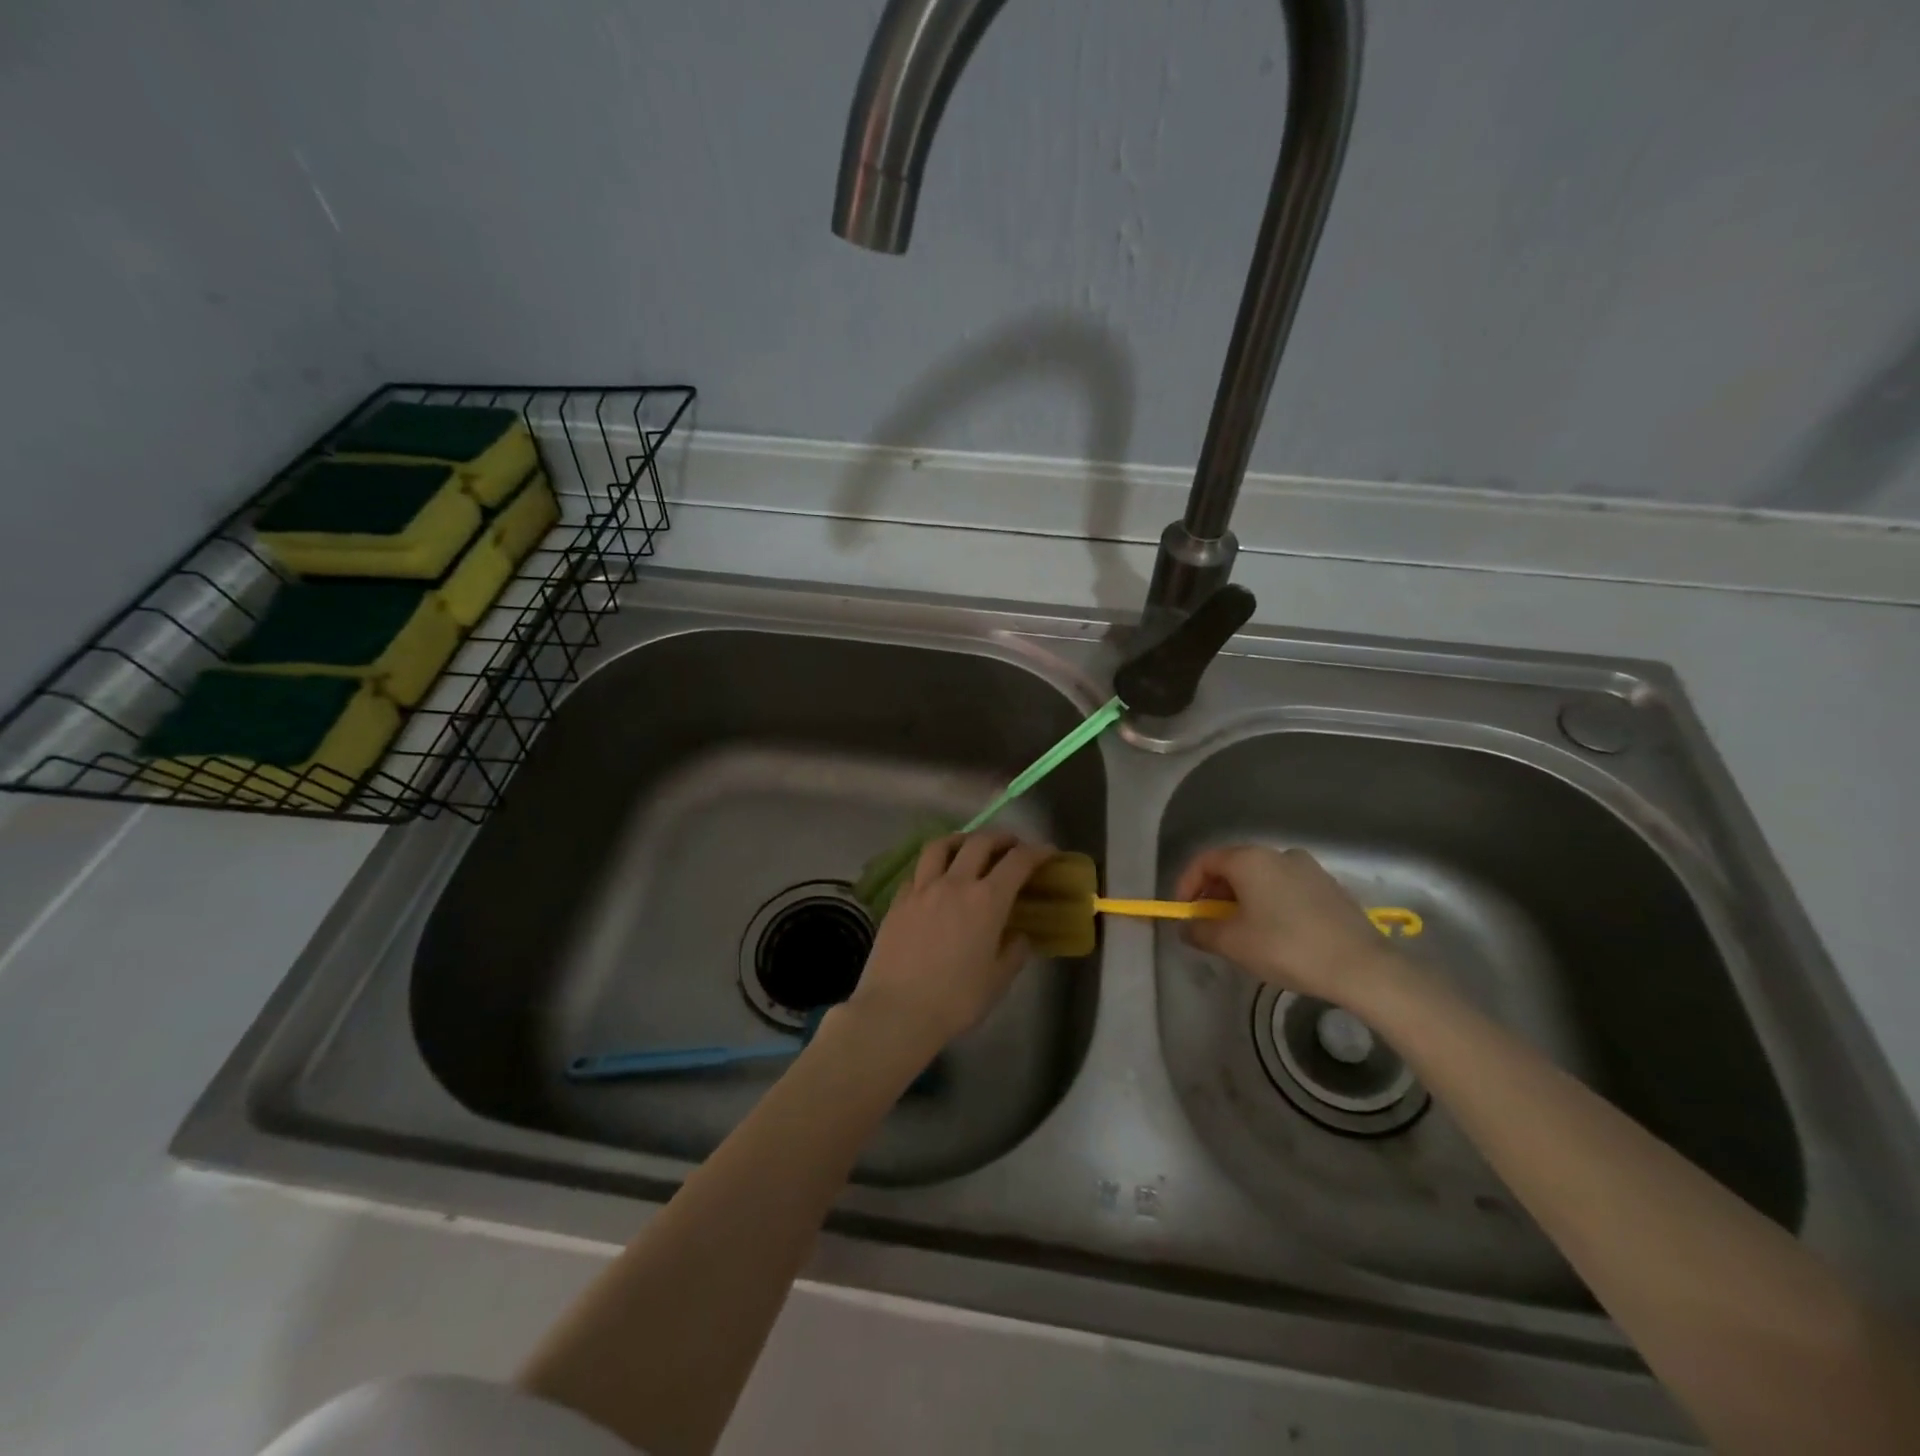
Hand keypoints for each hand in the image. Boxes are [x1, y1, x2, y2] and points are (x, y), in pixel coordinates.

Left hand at [847, 831, 1055, 1055]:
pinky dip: (933, 866)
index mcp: (987, 901)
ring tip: (969, 847)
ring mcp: (922, 888)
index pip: (1018, 862)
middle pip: (980, 842)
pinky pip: (918, 870)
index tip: (1047, 852)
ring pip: (941, 845)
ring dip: (962, 839)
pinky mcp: (898, 900)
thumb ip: (1013, 952)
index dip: (1037, 852)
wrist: (897, 1011)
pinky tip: (936, 879)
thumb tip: (1018, 935)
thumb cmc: (956, 1000)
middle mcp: (955, 884)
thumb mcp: (997, 980)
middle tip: (1012, 846)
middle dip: (1001, 838)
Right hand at [1175, 844, 1399, 1004]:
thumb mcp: (1232, 943)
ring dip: (1242, 900)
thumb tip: (1186, 926)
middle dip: (1214, 894)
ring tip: (1241, 932)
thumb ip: (1200, 931)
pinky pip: (1286, 889)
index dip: (1186, 884)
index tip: (1183, 912)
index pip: (1205, 861)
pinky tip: (1275, 934)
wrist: (1361, 967)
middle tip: (1208, 924)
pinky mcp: (1330, 887)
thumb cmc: (1286, 947)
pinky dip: (1270, 904)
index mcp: (1250, 859)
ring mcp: (1308, 869)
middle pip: (1234, 867)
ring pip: (1262, 878)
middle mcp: (1278, 854)